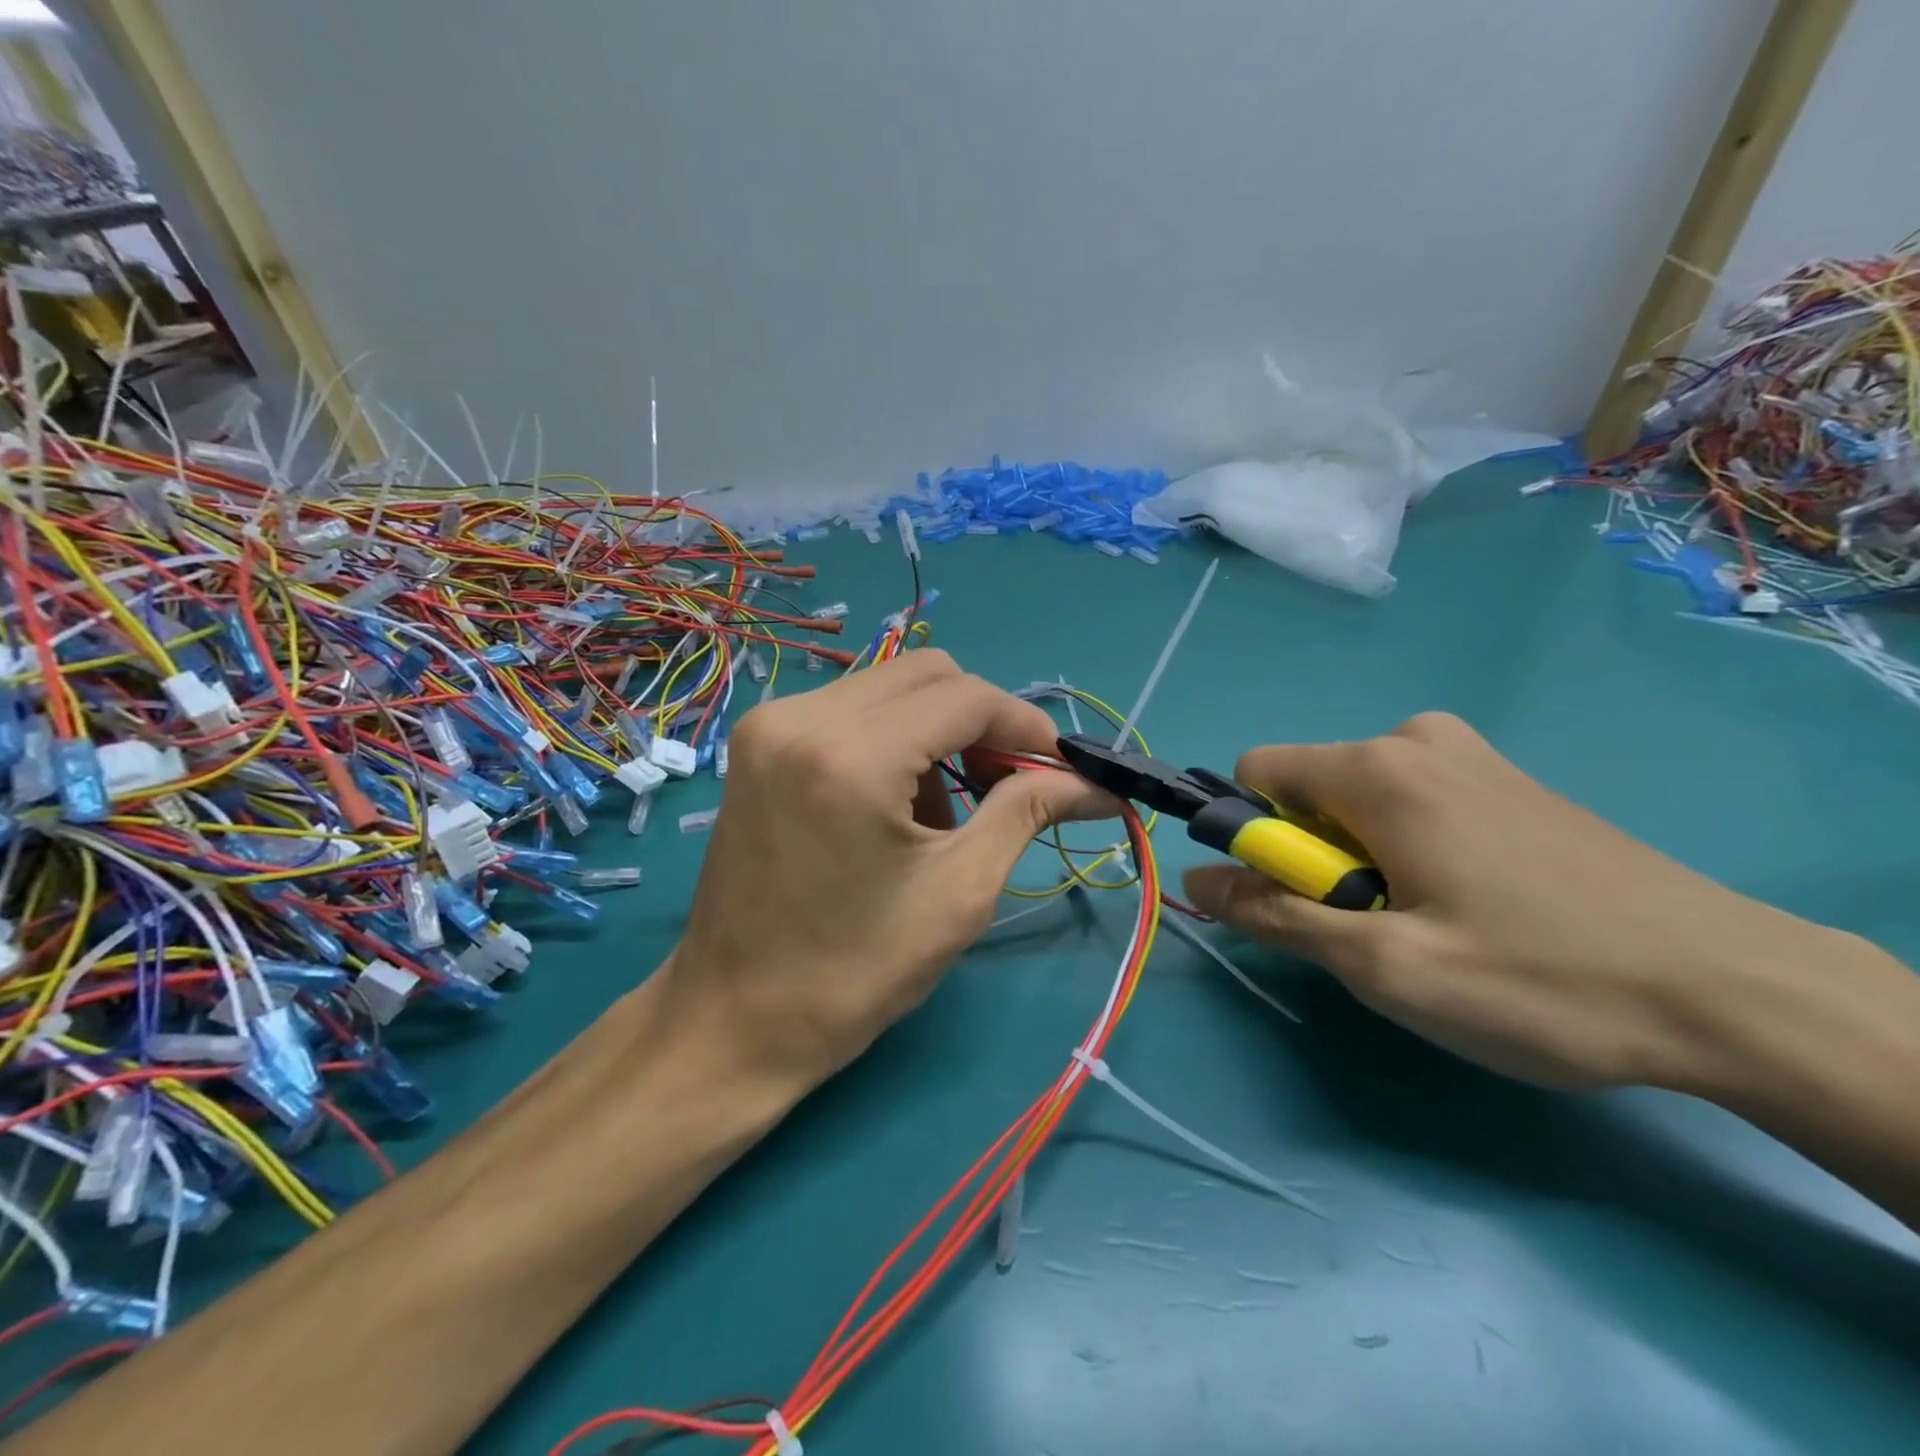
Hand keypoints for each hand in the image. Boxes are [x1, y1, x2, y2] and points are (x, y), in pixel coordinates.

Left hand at [661, 650, 1109, 1088]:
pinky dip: (892, 741)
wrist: (733, 1020)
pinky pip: (851, 711)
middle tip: (1010, 785)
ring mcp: (771, 725)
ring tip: (943, 816)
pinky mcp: (758, 743)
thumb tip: (1096, 784)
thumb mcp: (958, 893)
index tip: (1060, 768)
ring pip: (889, 688)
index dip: (1025, 725)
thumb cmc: (852, 974)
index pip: (965, 697)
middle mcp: (801, 716)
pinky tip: (893, 808)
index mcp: (850, 755)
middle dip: (982, 722)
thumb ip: (1027, 813)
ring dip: (936, 734)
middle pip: (927, 675)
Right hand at [1182, 712, 1841, 1090]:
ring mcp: (1472, 756)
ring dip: (1363, 859)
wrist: (1737, 992)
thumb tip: (1193, 881)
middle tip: (1380, 928)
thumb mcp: (1383, 964)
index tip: (1299, 901)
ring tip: (1433, 923)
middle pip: (1309, 789)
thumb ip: (1274, 915)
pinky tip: (1477, 906)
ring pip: (1360, 800)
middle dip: (1315, 857)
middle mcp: (1417, 739)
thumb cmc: (1539, 979)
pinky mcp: (1510, 782)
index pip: (1255, 772)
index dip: (1252, 839)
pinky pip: (1414, 803)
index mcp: (1376, 766)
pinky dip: (1411, 849)